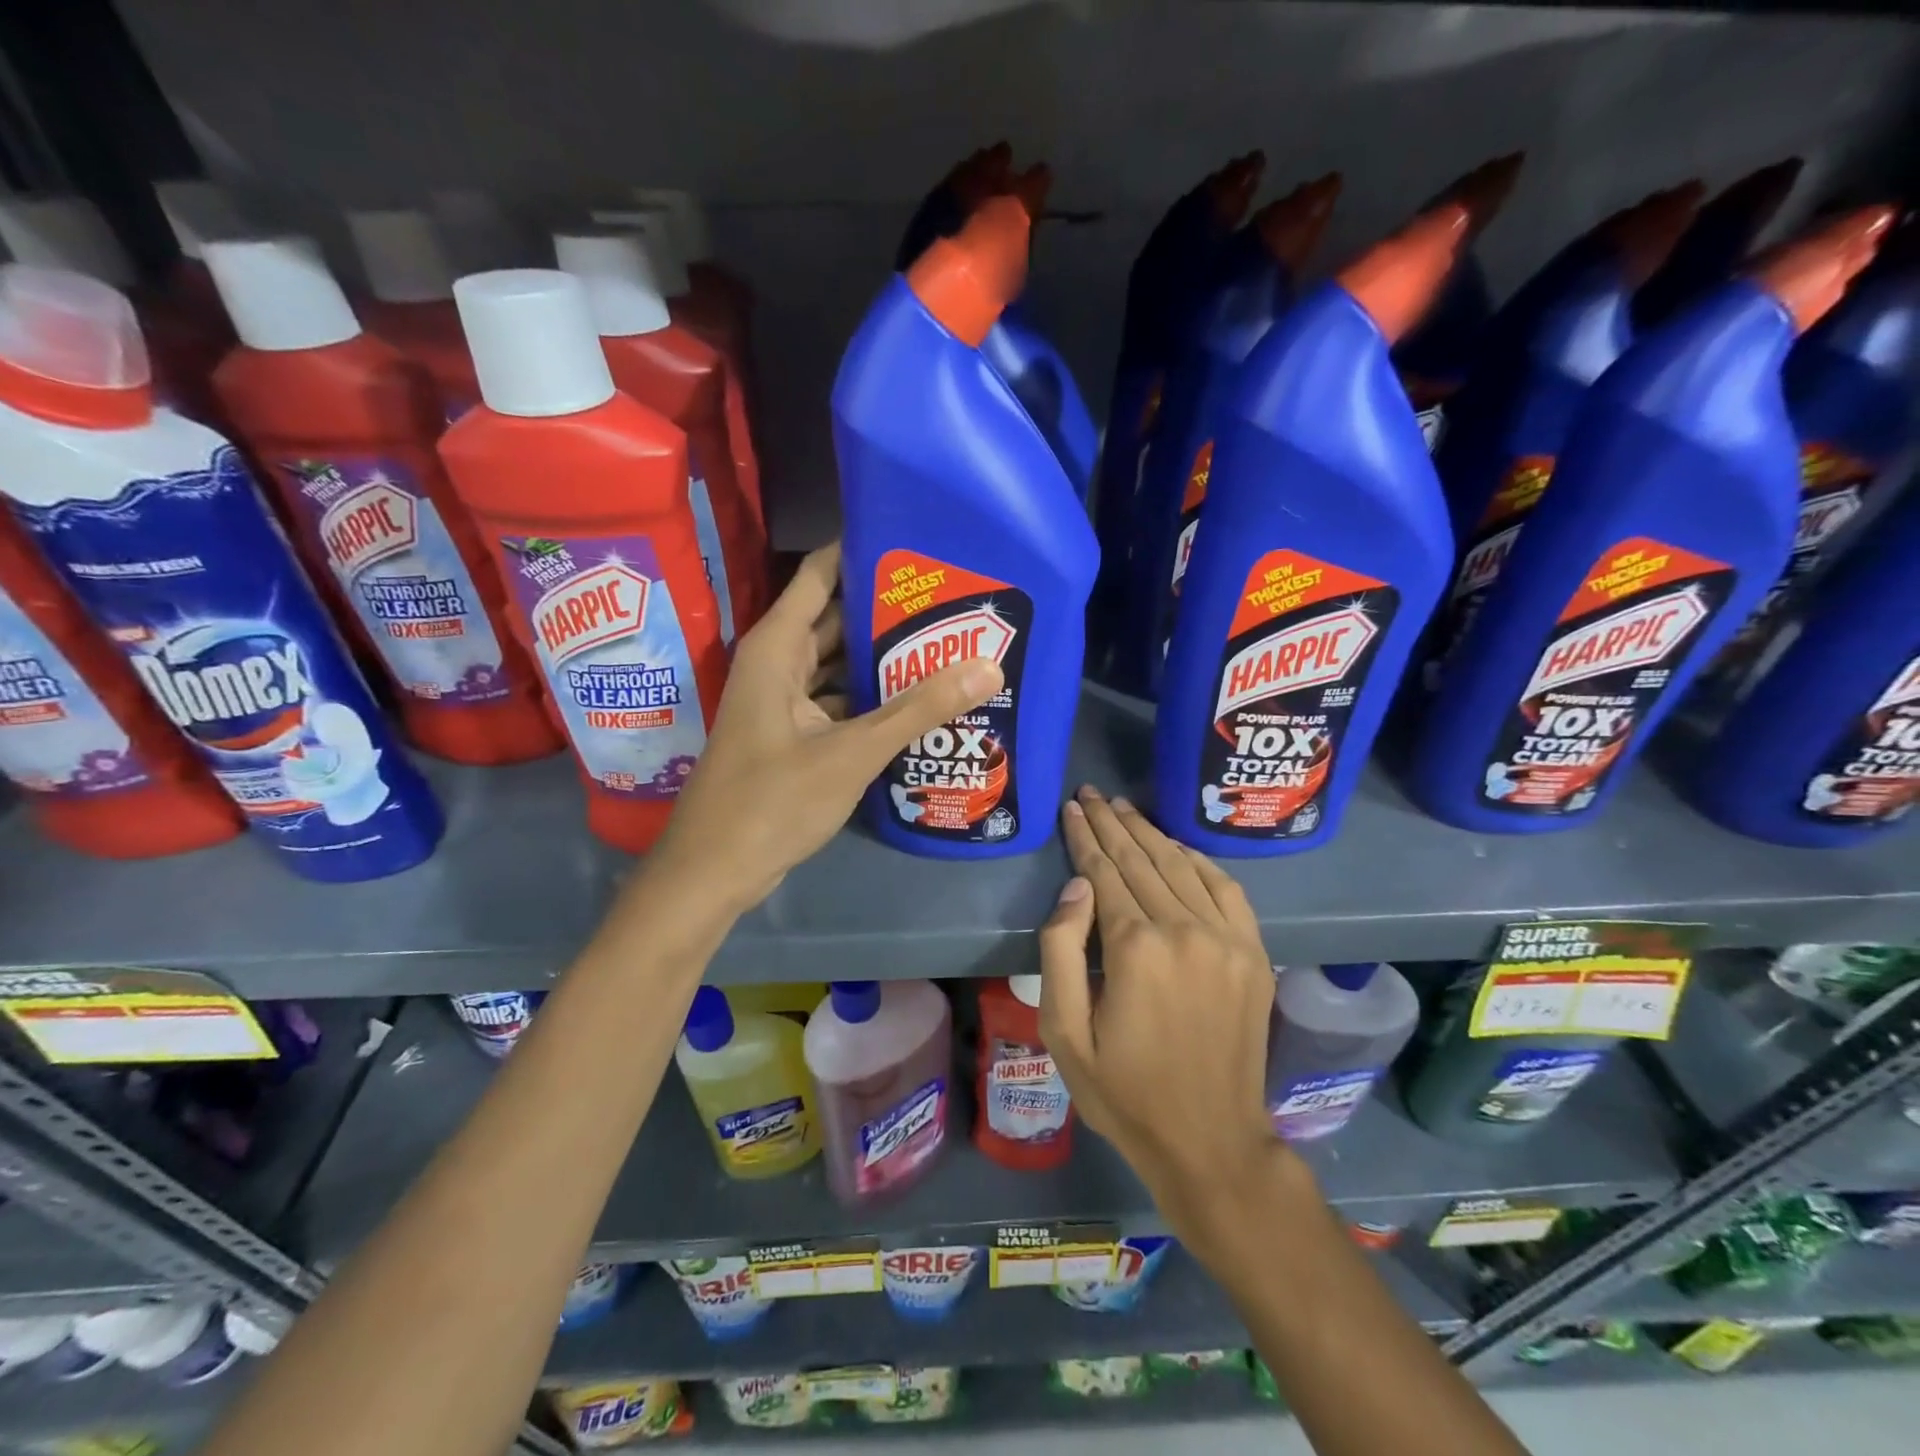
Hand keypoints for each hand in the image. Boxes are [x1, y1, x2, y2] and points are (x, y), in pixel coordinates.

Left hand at [653, 542, 1002, 910]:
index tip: (919, 542)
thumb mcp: (851, 752)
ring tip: (950, 642)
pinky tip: (921, 701)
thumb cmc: (771, 802)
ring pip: (841, 664)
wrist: (714, 872)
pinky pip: (840, 701)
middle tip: (954, 597)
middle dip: (890, 609)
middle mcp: (779, 664)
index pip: (821, 574)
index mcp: (778, 648)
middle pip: (838, 618)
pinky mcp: (795, 736)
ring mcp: (786, 702)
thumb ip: (918, 709)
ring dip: (885, 658)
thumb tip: (988, 666)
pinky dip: (874, 699)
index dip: (864, 552)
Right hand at [1038, 786, 1288, 1239]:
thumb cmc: (1124, 1091)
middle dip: (1111, 823)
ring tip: (1123, 808)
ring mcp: (1227, 939)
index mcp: (1136, 948)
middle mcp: (1185, 930)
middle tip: (1091, 793)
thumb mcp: (1065, 1032)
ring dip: (1150, 832)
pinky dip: (1199, 861)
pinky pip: (1226, 889)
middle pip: (1141, 860)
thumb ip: (1062, 950)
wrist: (1210, 1141)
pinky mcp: (1254, 954)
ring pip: (1181, 866)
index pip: (1104, 872)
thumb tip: (1077, 886)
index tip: (1071, 808)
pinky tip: (1177, 846)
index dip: (1084, 837)